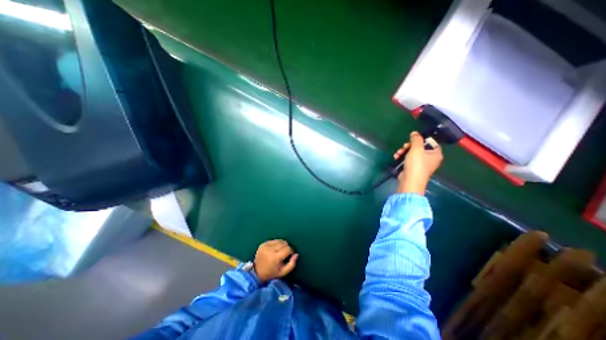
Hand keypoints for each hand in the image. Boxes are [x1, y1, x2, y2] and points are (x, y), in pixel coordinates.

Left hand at [254, 239, 296, 283]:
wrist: (256, 272)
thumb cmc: (271, 273)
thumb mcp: (283, 272)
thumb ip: (292, 264)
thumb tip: (296, 254)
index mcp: (275, 258)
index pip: (288, 249)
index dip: (291, 251)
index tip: (290, 255)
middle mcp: (270, 250)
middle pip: (284, 243)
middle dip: (286, 248)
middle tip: (285, 254)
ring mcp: (266, 246)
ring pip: (280, 240)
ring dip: (282, 245)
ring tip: (280, 251)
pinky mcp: (263, 244)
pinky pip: (274, 240)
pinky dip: (276, 244)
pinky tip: (274, 249)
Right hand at [391, 131, 443, 194]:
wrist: (410, 181)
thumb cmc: (416, 164)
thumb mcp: (416, 148)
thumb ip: (416, 139)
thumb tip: (415, 133)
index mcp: (436, 154)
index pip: (431, 142)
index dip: (422, 139)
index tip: (413, 139)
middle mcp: (430, 159)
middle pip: (420, 147)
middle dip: (409, 146)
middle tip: (404, 147)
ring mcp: (421, 164)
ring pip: (412, 153)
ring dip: (404, 151)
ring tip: (398, 153)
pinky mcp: (413, 168)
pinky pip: (408, 159)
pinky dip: (402, 157)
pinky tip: (396, 157)